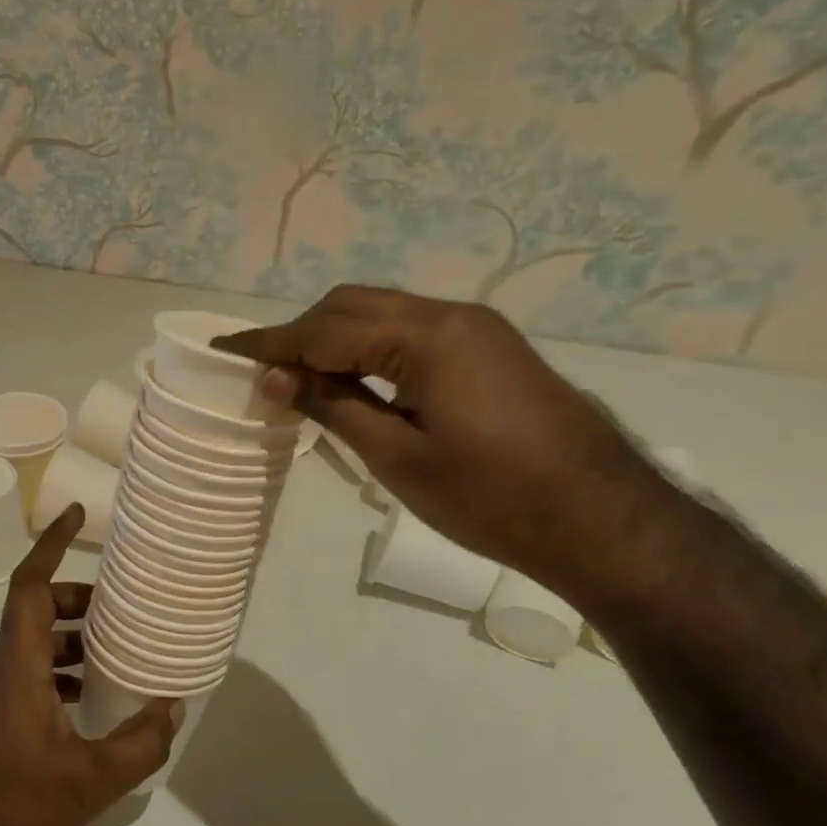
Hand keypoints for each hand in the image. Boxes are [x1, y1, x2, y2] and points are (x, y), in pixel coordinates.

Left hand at [0, 506, 181, 825]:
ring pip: (33, 641)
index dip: (51, 543)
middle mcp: (1, 667)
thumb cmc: (16, 807)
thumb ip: (139, 743)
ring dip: (70, 636)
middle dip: (76, 598)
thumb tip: (173, 708)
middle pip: (36, 608)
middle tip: (119, 605)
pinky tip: (89, 698)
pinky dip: (60, 668)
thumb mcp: (91, 780)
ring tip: (114, 649)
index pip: (30, 584)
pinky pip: (30, 671)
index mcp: (18, 663)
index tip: (75, 513)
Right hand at [216, 285, 661, 584]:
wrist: (603, 520)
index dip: (271, 343)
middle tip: (264, 372)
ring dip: (336, 337)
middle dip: (301, 333)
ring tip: (301, 376)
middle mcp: (450, 315)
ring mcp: (475, 327)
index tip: (224, 348)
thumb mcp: (397, 457)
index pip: (326, 330)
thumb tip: (273, 376)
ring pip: (383, 313)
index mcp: (426, 337)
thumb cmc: (491, 498)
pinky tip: (355, 377)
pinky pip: (411, 330)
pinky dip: (371, 346)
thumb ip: (332, 406)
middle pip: (352, 305)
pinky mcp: (489, 347)